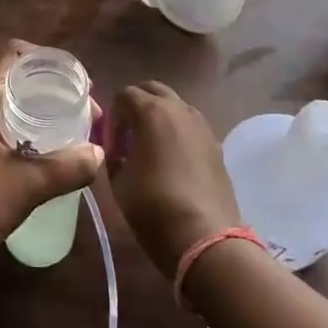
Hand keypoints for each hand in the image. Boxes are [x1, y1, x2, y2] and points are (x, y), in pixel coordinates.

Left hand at [0, 40, 103, 284]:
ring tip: (77, 127)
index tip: (74, 79)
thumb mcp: (26, 185)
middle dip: (53, 88)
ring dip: (44, 111)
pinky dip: (34, 131)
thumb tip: (100, 153)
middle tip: (84, 108)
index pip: (11, 55)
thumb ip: (66, 168)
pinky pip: (10, 128)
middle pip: (17, 79)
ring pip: (14, 106)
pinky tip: (55, 151)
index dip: (44, 57)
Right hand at [107, 81, 239, 280]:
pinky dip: (178, 133)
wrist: (204, 237)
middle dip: (136, 106)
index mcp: (152, 111)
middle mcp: (180, 109)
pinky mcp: (216, 145)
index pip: (124, 94)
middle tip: (127, 135)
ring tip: (150, 148)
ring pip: (175, 106)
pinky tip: (172, 162)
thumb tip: (117, 149)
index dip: (112, 117)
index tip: (110, 144)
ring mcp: (202, 126)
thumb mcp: (118, 180)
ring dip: (159, 117)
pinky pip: (191, 126)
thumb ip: (113, 154)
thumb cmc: (153, 206)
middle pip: (153, 90)